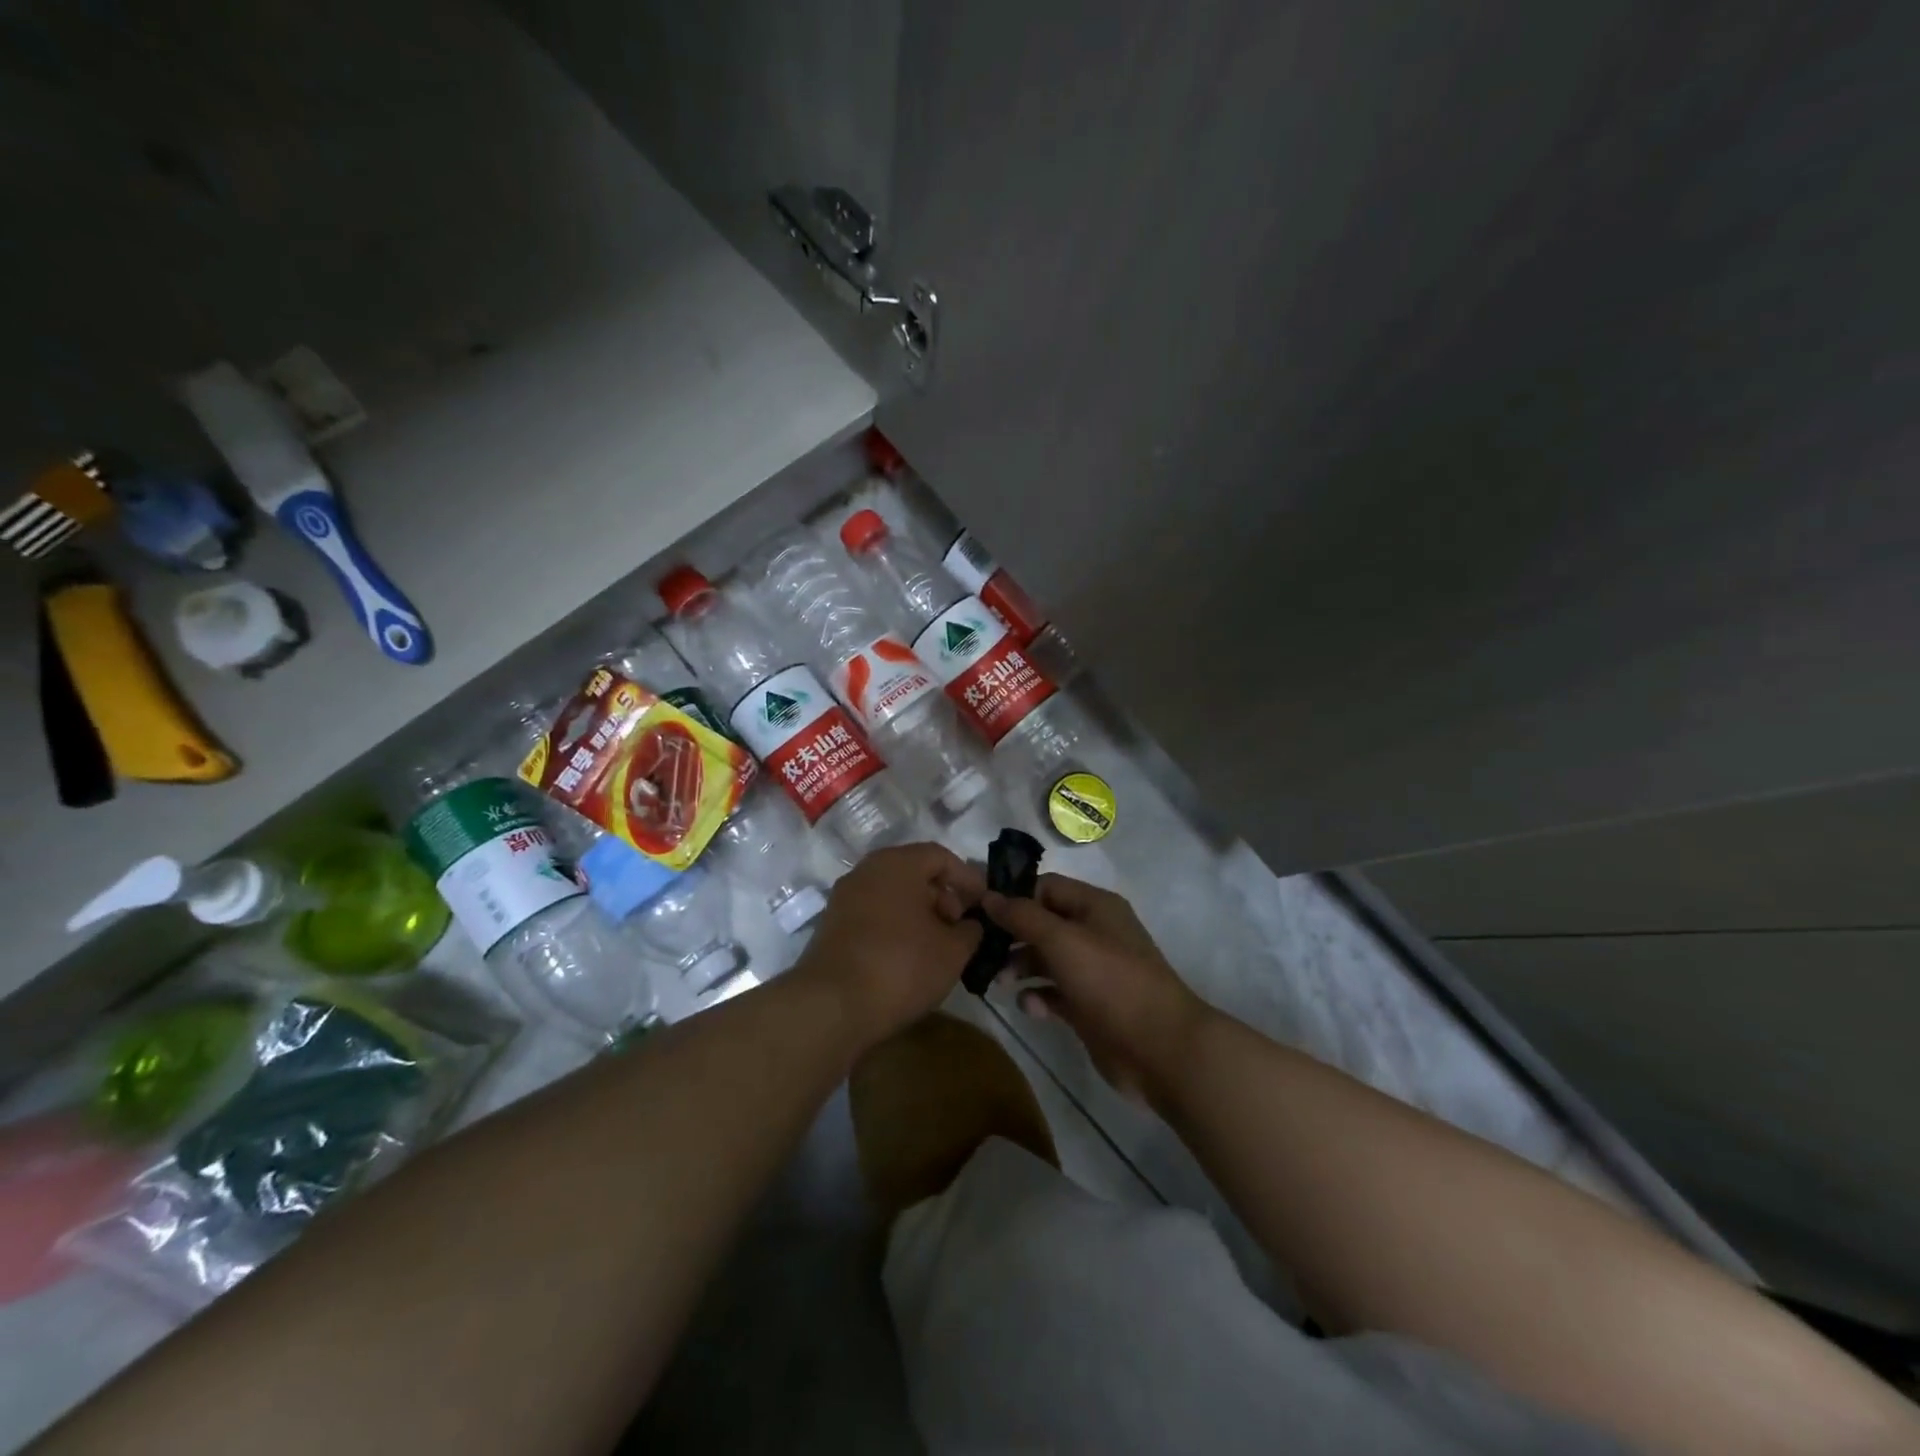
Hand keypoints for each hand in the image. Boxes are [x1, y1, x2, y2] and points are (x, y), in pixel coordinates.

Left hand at [789, 843, 985, 1048]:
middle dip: (944, 897)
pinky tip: (910, 958)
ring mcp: (844, 898)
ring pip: (893, 895)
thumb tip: (970, 925)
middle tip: (961, 928)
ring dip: (920, 915)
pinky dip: (896, 927)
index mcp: (896, 864)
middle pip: (914, 873)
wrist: (831, 1007)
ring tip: (939, 947)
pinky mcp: (832, 926)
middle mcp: (866, 871)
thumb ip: (970, 931)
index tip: (984, 904)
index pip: (940, 856)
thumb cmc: (901, 966)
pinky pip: (874, 915)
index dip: (968, 878)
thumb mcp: (953, 951)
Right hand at [983, 875, 1212, 1105]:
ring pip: (1045, 959)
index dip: (1012, 895)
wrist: (1159, 1048)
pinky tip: (1029, 1006)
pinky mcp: (1089, 1007)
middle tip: (979, 949)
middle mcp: (1094, 933)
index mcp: (1094, 906)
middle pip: (1042, 924)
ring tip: (997, 981)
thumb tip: (988, 895)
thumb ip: (1022, 916)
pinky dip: (1038, 997)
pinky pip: (1054, 993)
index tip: (977, 909)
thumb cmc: (1110, 981)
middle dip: (1011, 934)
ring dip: (1019, 966)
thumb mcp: (1062, 940)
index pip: (1045, 887)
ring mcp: (1093, 972)